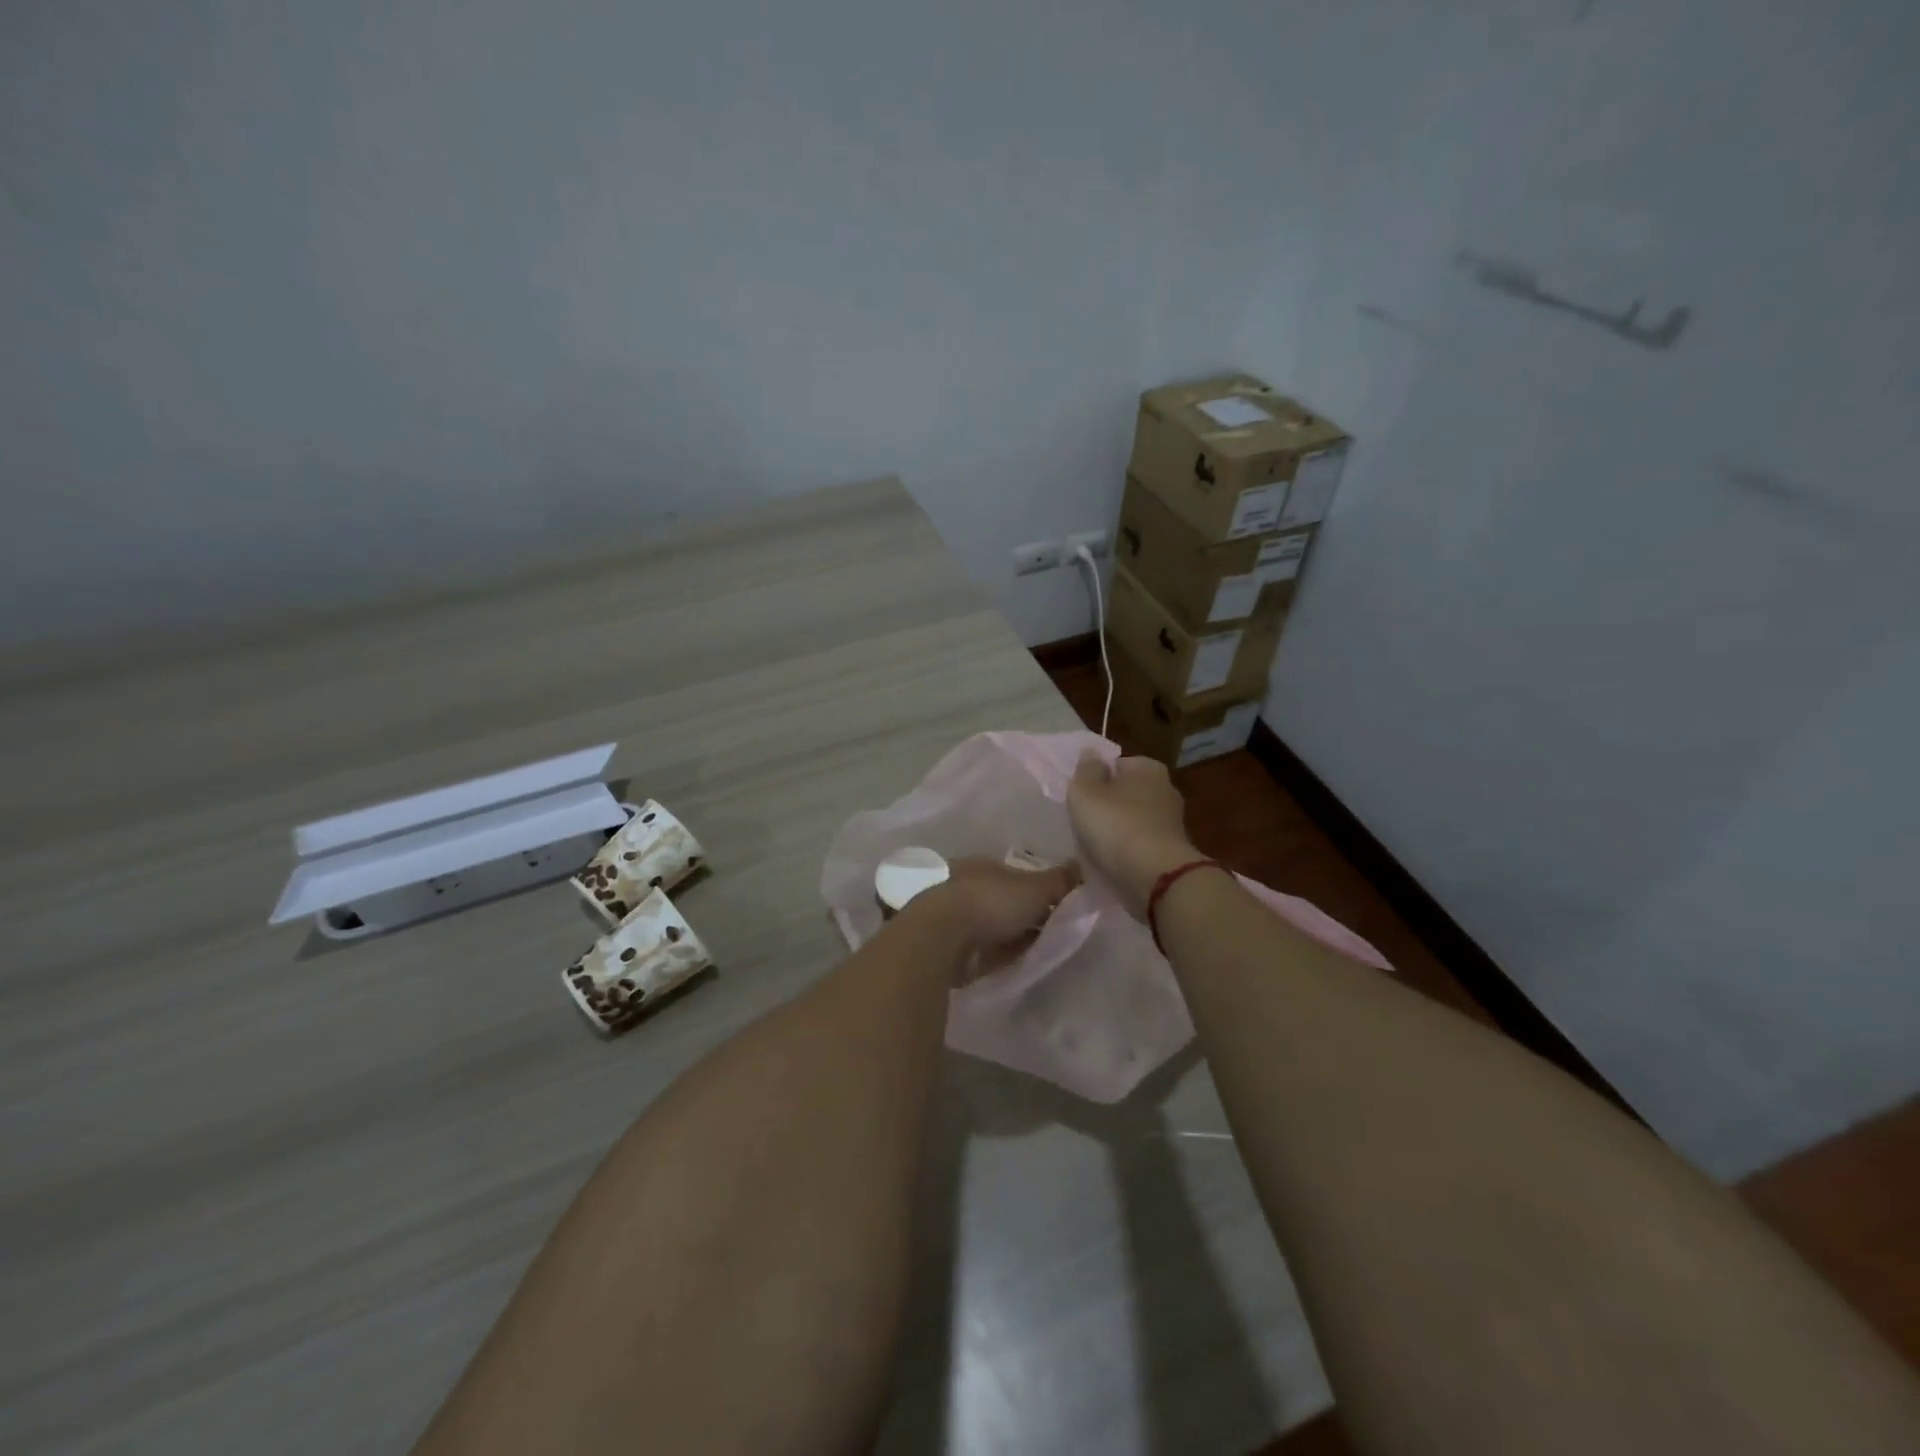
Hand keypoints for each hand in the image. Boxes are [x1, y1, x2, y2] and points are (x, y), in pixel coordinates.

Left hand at [923, 857, 1080, 982]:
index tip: (1057, 905)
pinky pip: (982, 949)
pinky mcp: (948, 945)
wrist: (942, 937)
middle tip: (1051, 930)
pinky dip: (998, 954)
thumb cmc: (990, 902)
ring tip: (1037, 950)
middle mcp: (966, 885)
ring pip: (992, 924)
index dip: (1037, 889)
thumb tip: (1081, 866)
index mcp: (984, 865)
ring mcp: (954, 917)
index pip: (1016, 875)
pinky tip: (1014, 963)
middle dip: (1023, 913)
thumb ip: (1060, 880)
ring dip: (1010, 935)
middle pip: (1004, 900)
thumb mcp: (1035, 888)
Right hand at [1067, 751, 1200, 917]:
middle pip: (1127, 793)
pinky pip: (1141, 845)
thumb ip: (1086, 770)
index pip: (1117, 764)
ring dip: (1118, 830)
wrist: (1154, 876)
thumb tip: (1091, 753)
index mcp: (1148, 767)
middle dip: (1109, 805)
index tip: (1082, 798)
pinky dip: (1128, 851)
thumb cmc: (1115, 824)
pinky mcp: (1172, 850)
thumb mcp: (1085, 791)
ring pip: (1134, 820)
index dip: (1097, 779)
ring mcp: (1172, 822)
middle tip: (1085, 821)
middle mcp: (1166, 789)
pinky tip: (1112, 862)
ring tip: (1095, 846)